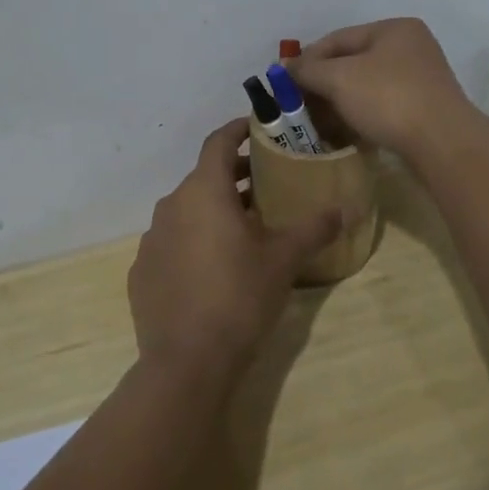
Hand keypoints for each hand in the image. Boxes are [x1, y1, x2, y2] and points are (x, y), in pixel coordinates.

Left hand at [128, 119, 338, 384]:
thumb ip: (314, 228)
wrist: (186, 362)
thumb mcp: (283, 260)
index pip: (217, 142)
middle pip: (204, 177)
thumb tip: (346, 209)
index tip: (256, 127)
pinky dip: (193, 240)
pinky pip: (172, 242)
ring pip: (186, 210)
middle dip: (233, 175)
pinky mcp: (142, 272)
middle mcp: (171, 206)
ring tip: (244, 227)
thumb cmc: (239, 297)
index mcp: (203, 191)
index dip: (237, 129)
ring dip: (213, 209)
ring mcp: (152, 240)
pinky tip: (213, 267)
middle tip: (265, 183)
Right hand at [290, 18, 476, 160]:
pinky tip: (344, 131)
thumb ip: (308, 70)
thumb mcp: (339, 78)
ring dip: (340, 102)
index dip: (308, 58)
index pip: (338, 38)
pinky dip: (360, 115)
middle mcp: (411, 47)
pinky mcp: (424, 109)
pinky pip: (382, 106)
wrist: (442, 143)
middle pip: (353, 61)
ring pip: (367, 86)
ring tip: (317, 121)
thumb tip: (285, 68)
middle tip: (298, 103)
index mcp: (394, 29)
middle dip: (323, 83)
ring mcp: (421, 79)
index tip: (285, 81)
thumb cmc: (389, 98)